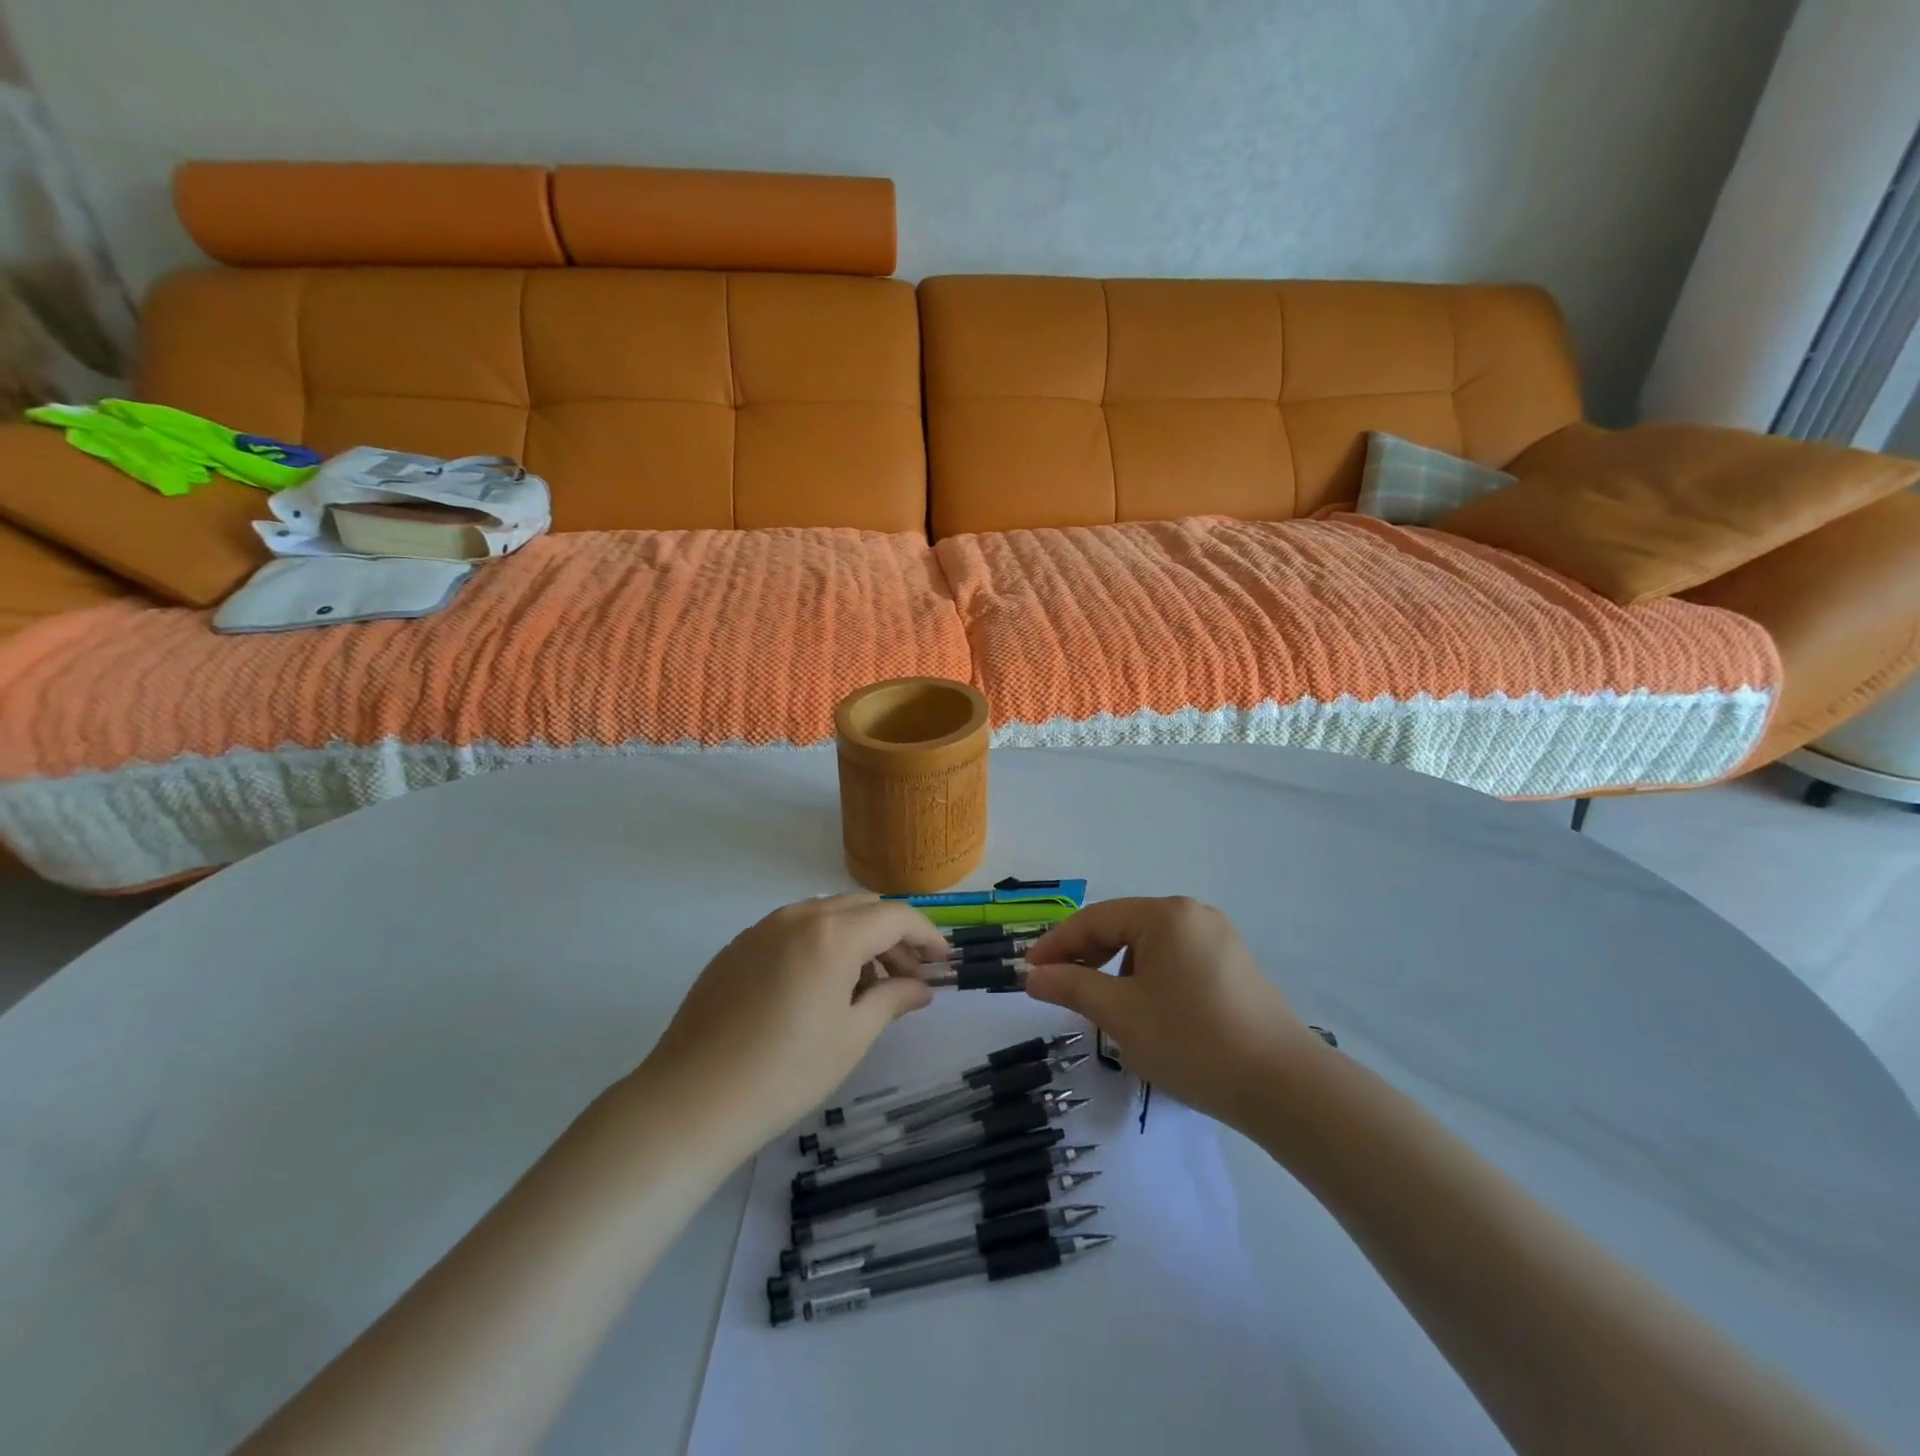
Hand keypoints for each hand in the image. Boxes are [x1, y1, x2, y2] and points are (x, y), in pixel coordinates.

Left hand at [639, 894, 945, 1150]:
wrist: (691, 1101)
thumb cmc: (785, 1072)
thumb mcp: (851, 1038)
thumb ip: (892, 1000)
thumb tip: (922, 988)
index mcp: (832, 933)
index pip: (895, 917)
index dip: (927, 936)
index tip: (945, 961)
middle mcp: (798, 916)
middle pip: (862, 908)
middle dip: (893, 936)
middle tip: (909, 977)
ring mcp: (762, 928)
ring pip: (827, 915)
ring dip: (857, 939)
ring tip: (866, 987)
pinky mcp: (737, 947)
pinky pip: (793, 929)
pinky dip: (821, 944)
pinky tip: (819, 988)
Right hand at [1022, 897, 1322, 1129]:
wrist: (1285, 1087)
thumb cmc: (1193, 1042)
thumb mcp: (1122, 1015)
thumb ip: (1072, 987)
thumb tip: (1033, 976)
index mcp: (1166, 915)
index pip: (1095, 919)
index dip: (1057, 944)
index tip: (1028, 970)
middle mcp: (1193, 914)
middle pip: (1124, 926)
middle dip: (1087, 956)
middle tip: (1059, 987)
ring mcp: (1219, 938)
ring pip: (1150, 945)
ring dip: (1118, 969)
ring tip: (1104, 1006)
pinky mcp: (1234, 965)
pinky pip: (1176, 959)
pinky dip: (1149, 977)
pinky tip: (1147, 1010)